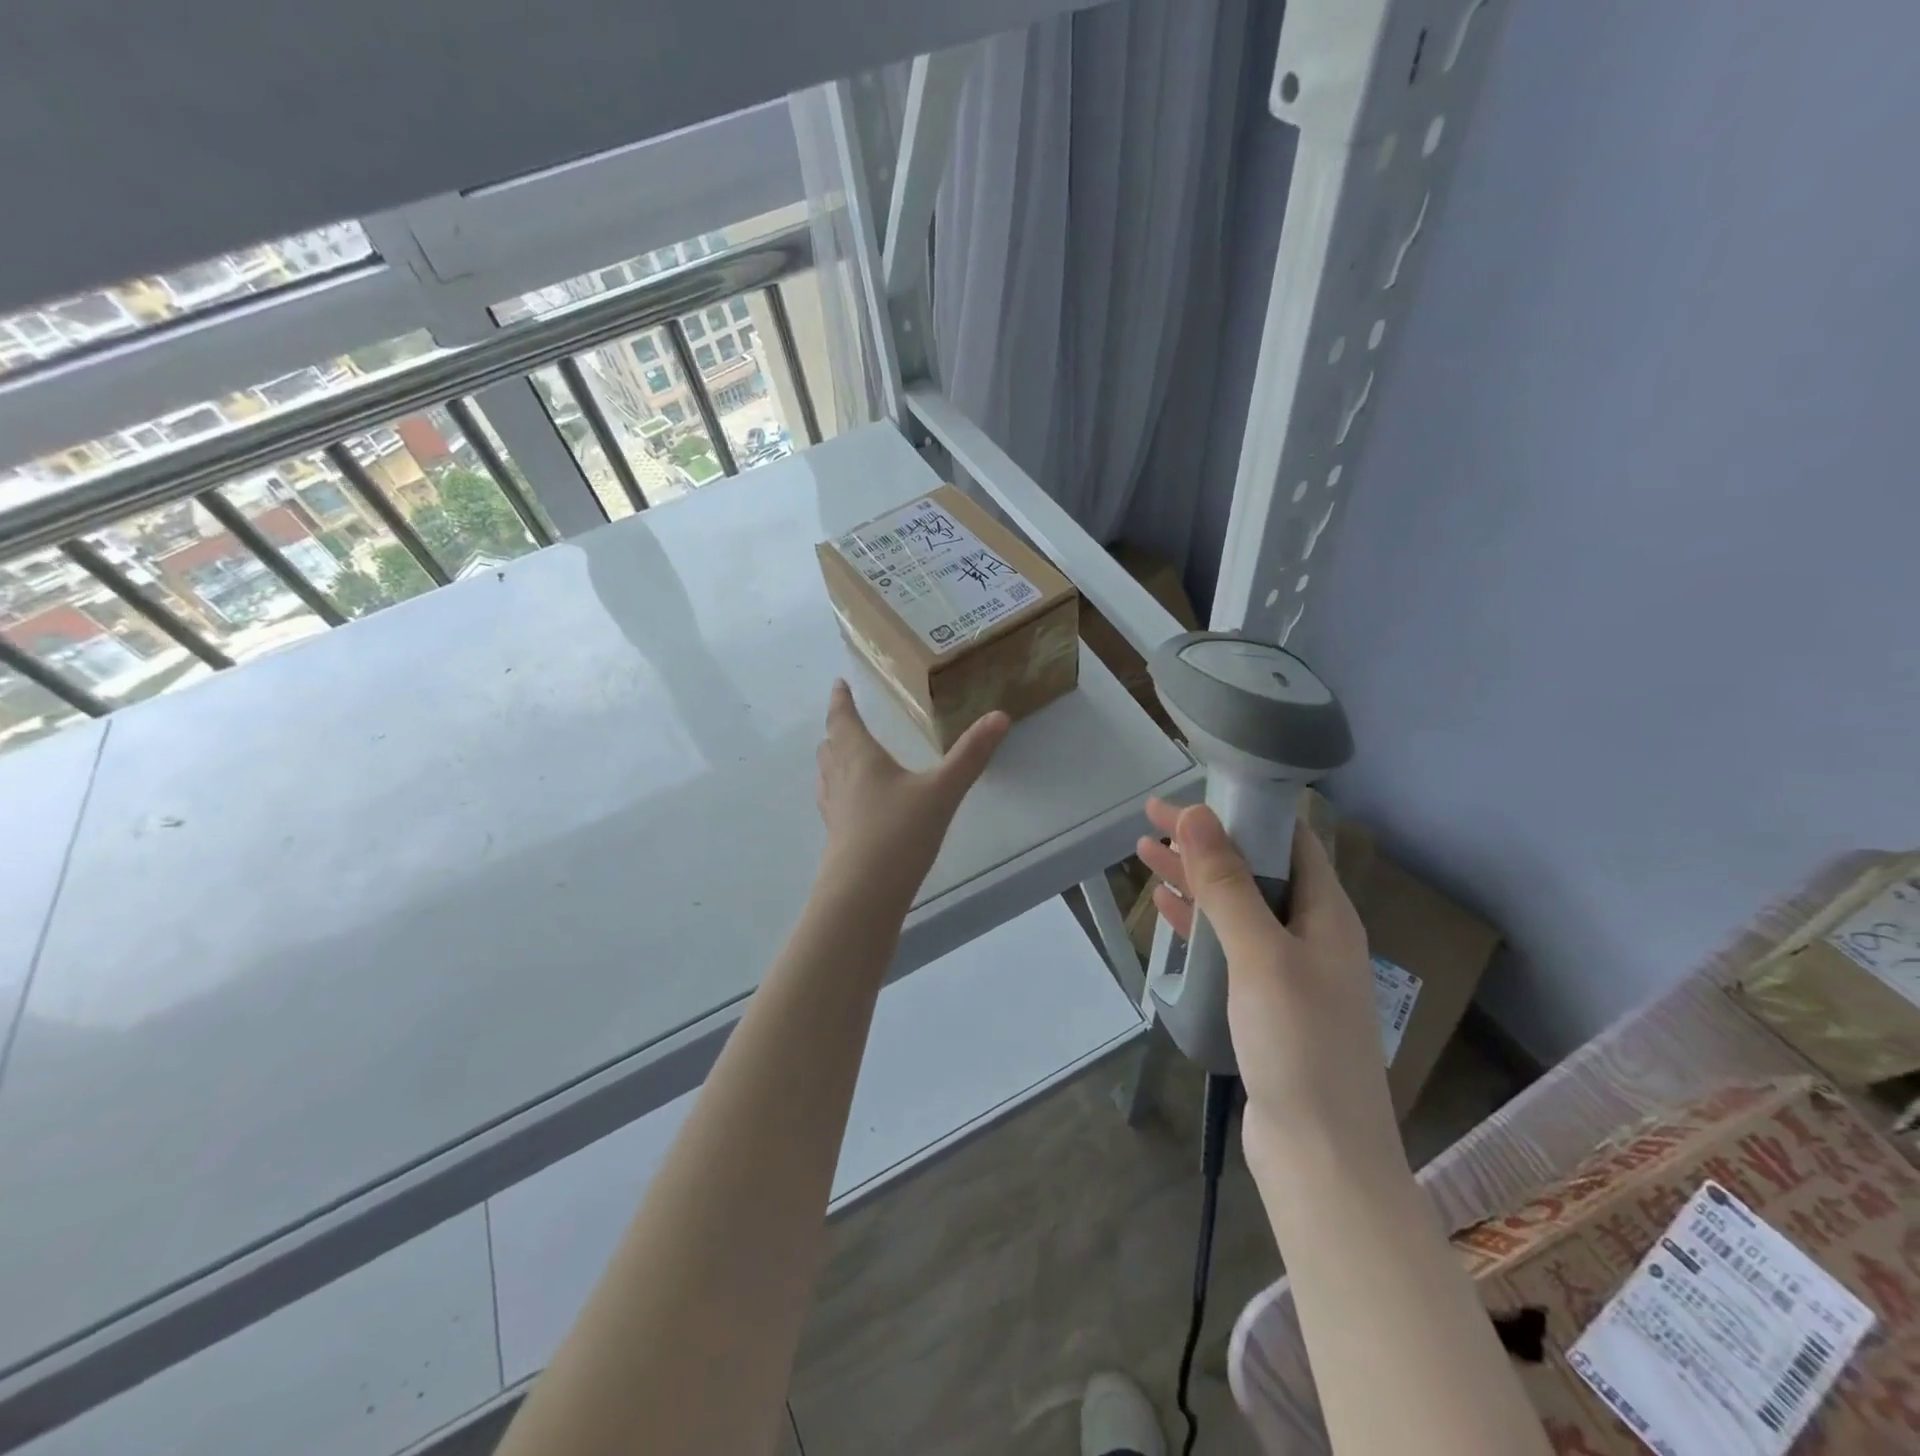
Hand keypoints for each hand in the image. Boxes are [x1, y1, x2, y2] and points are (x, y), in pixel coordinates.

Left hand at [815, 680, 1009, 906]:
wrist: (864, 894)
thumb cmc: (900, 832)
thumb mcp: (942, 790)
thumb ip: (971, 755)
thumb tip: (1000, 715)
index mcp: (860, 757)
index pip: (843, 719)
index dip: (840, 700)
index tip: (838, 684)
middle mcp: (840, 778)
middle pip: (830, 745)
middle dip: (837, 729)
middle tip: (846, 719)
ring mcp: (834, 809)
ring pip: (827, 774)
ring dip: (834, 758)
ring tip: (847, 755)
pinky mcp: (836, 836)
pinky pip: (833, 801)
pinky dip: (839, 789)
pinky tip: (855, 803)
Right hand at [1136, 798, 1398, 1170]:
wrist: (1321, 1157)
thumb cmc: (1300, 1046)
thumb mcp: (1260, 955)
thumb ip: (1227, 885)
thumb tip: (1197, 815)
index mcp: (1328, 914)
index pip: (1288, 839)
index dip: (1243, 810)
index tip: (1193, 794)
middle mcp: (1313, 934)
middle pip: (1255, 870)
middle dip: (1205, 841)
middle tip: (1152, 817)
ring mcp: (1289, 970)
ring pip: (1236, 906)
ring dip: (1194, 878)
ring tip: (1145, 852)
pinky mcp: (1266, 1002)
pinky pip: (1228, 945)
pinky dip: (1197, 922)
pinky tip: (1166, 909)